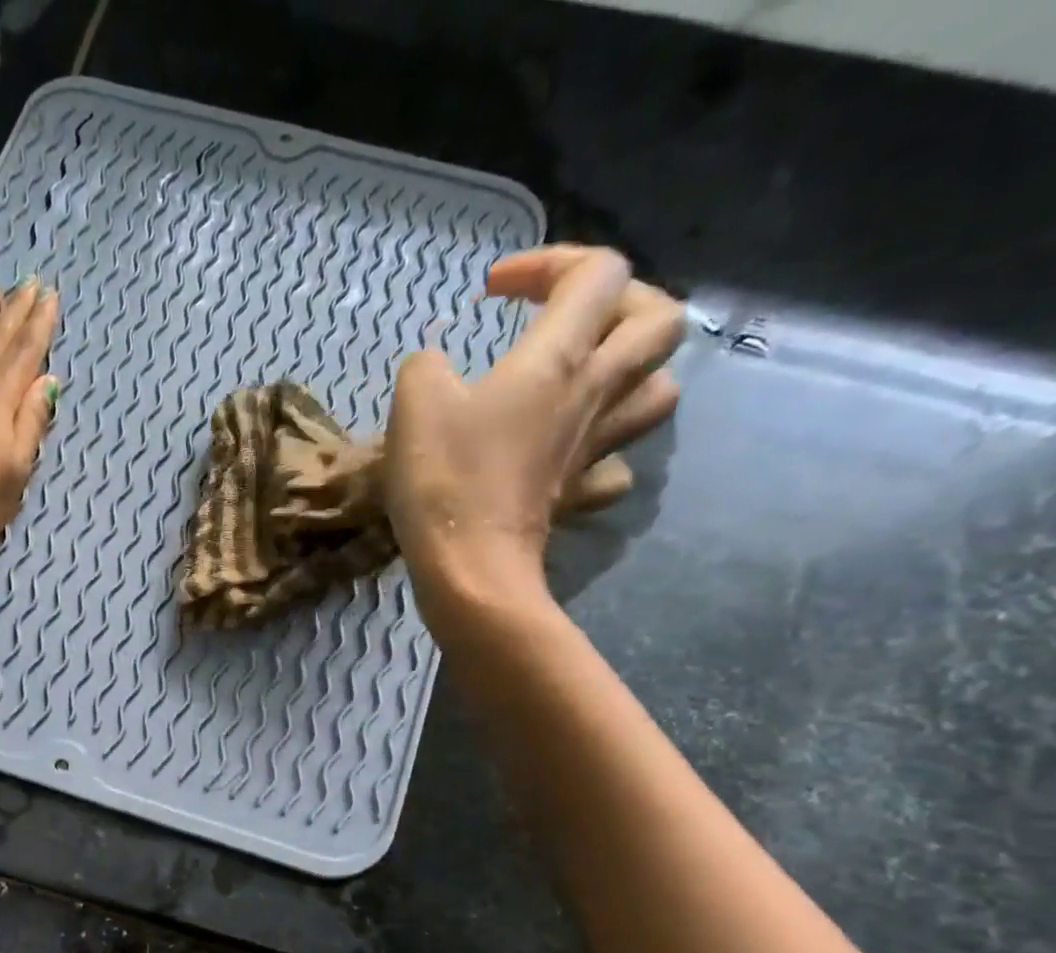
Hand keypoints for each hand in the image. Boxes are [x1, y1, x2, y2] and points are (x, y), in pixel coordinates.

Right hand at [381, 245, 683, 633]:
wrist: (469, 567)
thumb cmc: (445, 479)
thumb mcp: (415, 403)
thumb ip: (426, 367)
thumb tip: (435, 368)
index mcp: (558, 358)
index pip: (597, 273)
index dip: (549, 263)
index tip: (493, 292)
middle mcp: (593, 393)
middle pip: (659, 320)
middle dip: (620, 302)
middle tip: (566, 320)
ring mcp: (594, 448)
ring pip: (659, 390)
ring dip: (630, 372)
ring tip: (584, 380)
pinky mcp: (579, 494)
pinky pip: (617, 465)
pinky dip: (601, 452)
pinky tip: (570, 455)